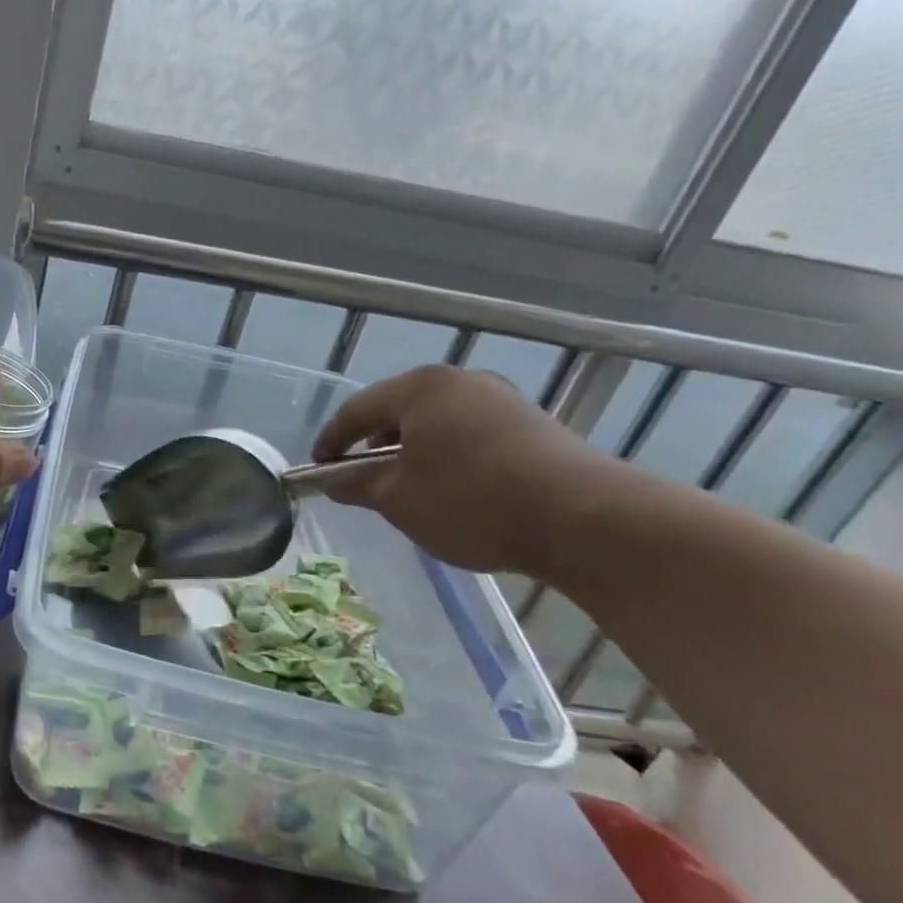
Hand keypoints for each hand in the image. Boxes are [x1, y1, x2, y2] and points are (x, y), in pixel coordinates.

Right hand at [312, 364, 616, 575]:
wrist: (585, 520)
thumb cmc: (472, 502)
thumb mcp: (399, 500)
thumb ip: (360, 486)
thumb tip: (335, 482)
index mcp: (421, 388)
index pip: (358, 409)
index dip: (331, 440)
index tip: (317, 468)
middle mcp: (461, 382)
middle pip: (400, 409)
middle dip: (374, 443)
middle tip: (360, 476)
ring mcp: (502, 400)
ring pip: (438, 421)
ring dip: (413, 450)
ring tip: (406, 486)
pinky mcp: (533, 424)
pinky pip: (471, 433)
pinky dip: (449, 455)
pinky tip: (452, 488)